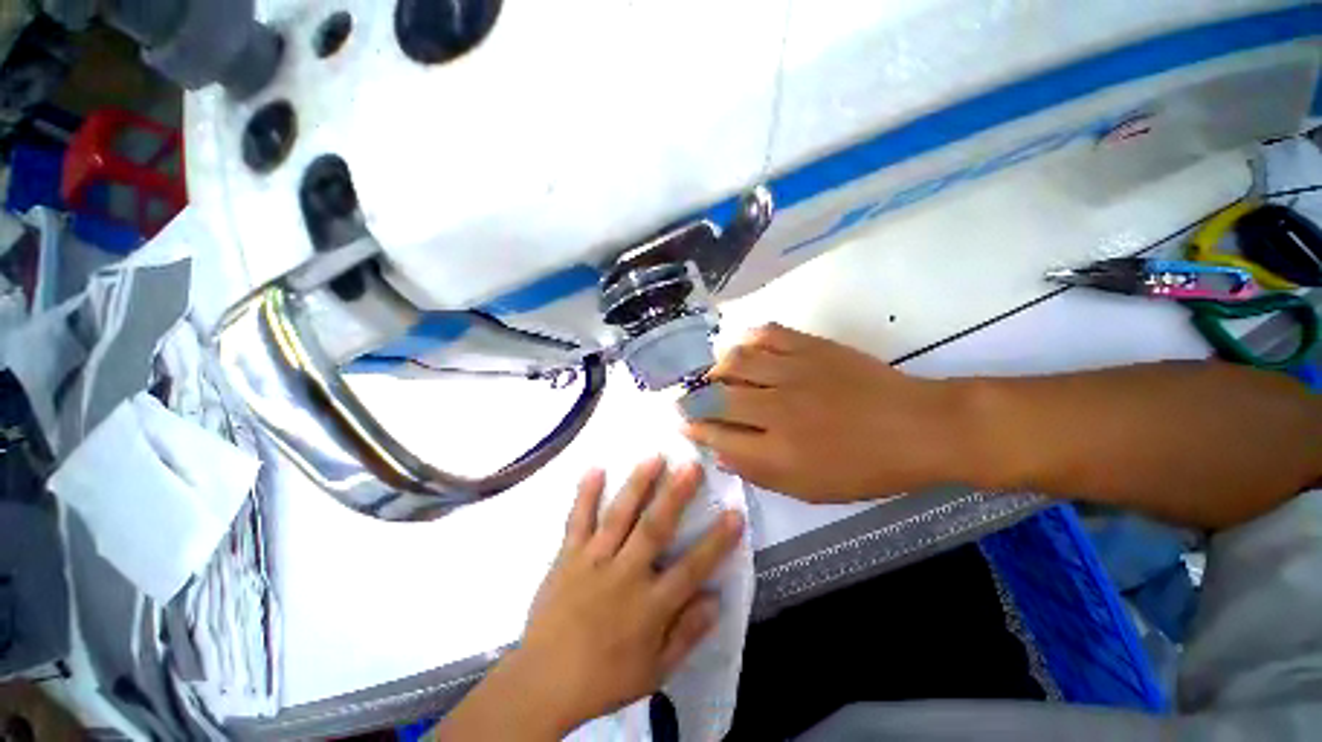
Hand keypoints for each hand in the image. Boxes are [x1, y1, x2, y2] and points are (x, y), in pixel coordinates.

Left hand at [439, 458, 744, 739]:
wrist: (543, 682)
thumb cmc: (605, 678)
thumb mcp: (655, 670)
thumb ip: (687, 634)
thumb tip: (716, 599)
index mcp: (649, 605)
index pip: (692, 568)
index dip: (717, 541)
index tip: (735, 513)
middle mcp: (624, 574)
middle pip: (655, 528)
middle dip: (675, 495)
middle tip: (691, 465)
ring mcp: (593, 560)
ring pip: (620, 515)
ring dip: (638, 484)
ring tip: (654, 457)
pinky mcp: (568, 555)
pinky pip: (577, 520)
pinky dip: (586, 493)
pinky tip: (596, 468)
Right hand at [683, 324, 960, 501]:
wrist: (918, 427)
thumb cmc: (865, 468)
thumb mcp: (810, 488)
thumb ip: (760, 472)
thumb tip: (722, 452)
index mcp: (779, 451)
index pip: (719, 436)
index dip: (695, 429)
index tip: (683, 424)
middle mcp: (778, 409)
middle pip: (719, 398)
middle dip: (694, 400)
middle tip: (687, 400)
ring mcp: (794, 372)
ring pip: (736, 362)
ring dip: (716, 370)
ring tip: (714, 376)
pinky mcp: (811, 347)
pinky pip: (767, 335)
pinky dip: (748, 340)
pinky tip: (744, 349)